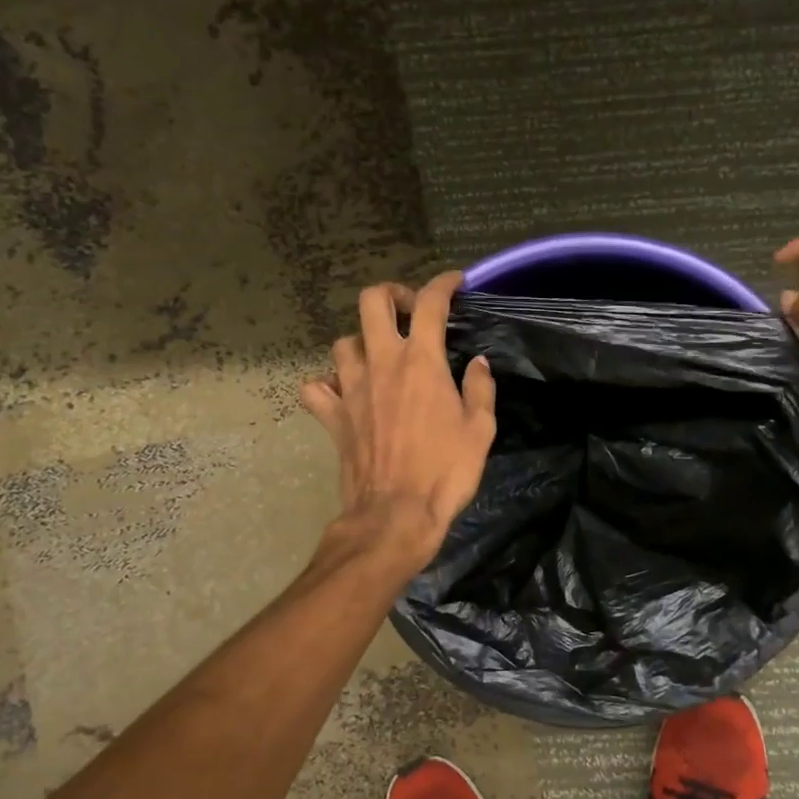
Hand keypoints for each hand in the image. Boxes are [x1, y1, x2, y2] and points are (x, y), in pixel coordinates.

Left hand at [300, 271, 495, 560]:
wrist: (395, 515)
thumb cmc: (445, 471)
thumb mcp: (481, 429)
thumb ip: (480, 388)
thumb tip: (479, 362)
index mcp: (421, 362)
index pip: (430, 303)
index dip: (444, 284)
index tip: (455, 283)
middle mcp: (382, 363)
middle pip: (372, 301)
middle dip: (392, 295)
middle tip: (410, 312)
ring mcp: (350, 388)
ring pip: (344, 341)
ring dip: (363, 341)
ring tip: (380, 356)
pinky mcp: (332, 416)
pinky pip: (317, 388)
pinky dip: (327, 384)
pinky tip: (344, 393)